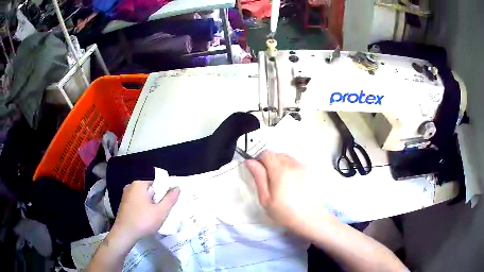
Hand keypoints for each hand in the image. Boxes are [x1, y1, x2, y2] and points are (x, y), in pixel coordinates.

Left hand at [110, 181, 179, 246]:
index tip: (167, 204)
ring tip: (154, 217)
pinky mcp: (124, 204)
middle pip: (150, 189)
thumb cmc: (143, 221)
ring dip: (151, 205)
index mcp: (139, 184)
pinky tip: (146, 218)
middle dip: (157, 199)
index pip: (157, 182)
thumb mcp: (160, 212)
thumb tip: (177, 188)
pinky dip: (143, 208)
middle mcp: (131, 186)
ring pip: (144, 197)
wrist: (124, 234)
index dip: (164, 192)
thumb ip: (170, 199)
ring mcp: (126, 195)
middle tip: (161, 212)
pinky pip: (137, 202)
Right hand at [245, 151, 336, 238]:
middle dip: (270, 163)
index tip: (259, 172)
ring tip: (281, 183)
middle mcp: (293, 164)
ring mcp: (303, 166)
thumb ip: (258, 177)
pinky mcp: (310, 171)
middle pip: (277, 154)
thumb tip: (250, 162)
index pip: (266, 153)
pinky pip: (296, 163)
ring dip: (281, 165)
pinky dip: (291, 168)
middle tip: (270, 181)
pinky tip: (292, 183)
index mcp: (280, 170)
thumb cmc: (286, 212)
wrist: (311, 219)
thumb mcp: (266, 199)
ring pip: (287, 158)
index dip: (259, 161)